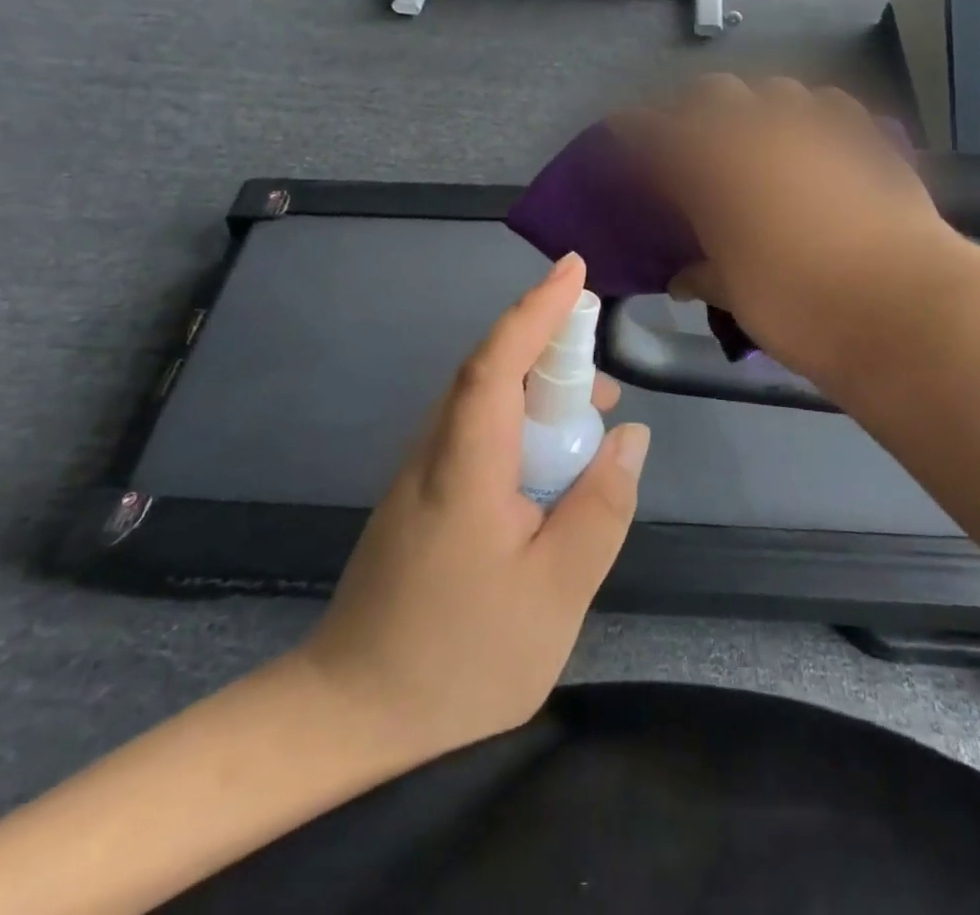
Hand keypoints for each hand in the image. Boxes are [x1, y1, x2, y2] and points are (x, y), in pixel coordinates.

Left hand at [301, 253, 648, 768]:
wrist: (350, 712)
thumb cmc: (459, 658)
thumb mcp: (555, 593)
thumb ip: (600, 509)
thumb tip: (629, 436)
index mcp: (466, 465)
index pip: (499, 361)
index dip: (537, 309)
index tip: (574, 268)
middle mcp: (437, 450)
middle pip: (492, 371)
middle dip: (551, 350)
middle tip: (606, 378)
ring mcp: (424, 471)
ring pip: (485, 402)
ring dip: (540, 392)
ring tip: (593, 418)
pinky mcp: (425, 493)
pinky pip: (479, 432)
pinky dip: (522, 424)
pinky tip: (552, 462)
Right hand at [615, 75, 969, 384]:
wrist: (905, 307)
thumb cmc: (800, 306)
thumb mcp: (738, 296)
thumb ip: (705, 275)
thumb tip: (683, 278)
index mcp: (714, 168)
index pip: (656, 134)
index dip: (633, 130)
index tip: (621, 132)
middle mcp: (761, 131)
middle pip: (713, 93)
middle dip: (693, 110)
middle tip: (690, 142)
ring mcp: (818, 127)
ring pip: (774, 89)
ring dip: (754, 107)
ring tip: (754, 137)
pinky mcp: (866, 137)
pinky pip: (828, 105)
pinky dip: (809, 115)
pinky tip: (812, 140)